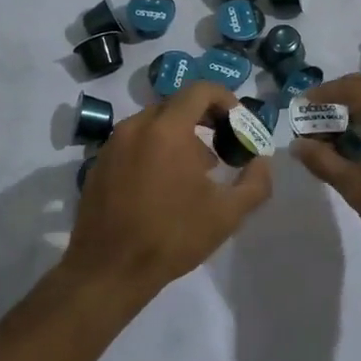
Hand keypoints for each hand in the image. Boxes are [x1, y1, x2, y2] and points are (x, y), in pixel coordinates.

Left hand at [67, 82, 272, 303]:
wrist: (109, 271)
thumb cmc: (172, 236)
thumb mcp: (227, 214)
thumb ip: (255, 182)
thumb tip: (262, 162)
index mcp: (167, 129)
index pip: (200, 90)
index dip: (225, 99)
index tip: (238, 124)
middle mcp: (136, 126)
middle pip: (176, 104)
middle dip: (204, 119)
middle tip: (221, 148)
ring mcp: (113, 144)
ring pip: (153, 123)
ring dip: (179, 136)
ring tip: (194, 172)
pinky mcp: (99, 163)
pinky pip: (133, 142)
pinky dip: (154, 149)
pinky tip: (163, 185)